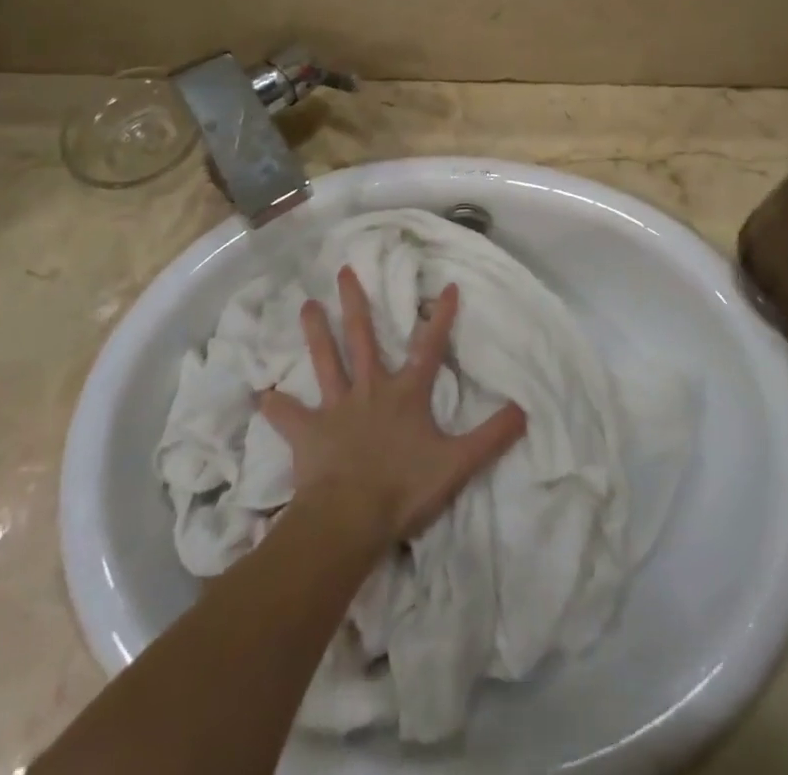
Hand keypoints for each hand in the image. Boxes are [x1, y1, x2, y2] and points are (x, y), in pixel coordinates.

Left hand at [260, 267, 527, 546]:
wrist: (350, 517)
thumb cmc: (404, 488)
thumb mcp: (457, 464)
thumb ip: (491, 437)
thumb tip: (525, 411)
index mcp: (406, 394)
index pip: (429, 347)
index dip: (440, 317)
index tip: (446, 285)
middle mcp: (370, 389)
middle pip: (362, 338)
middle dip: (356, 303)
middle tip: (344, 271)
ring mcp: (336, 408)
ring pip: (326, 361)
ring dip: (316, 333)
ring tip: (306, 304)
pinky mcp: (309, 432)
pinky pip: (289, 416)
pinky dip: (276, 406)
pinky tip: (262, 394)